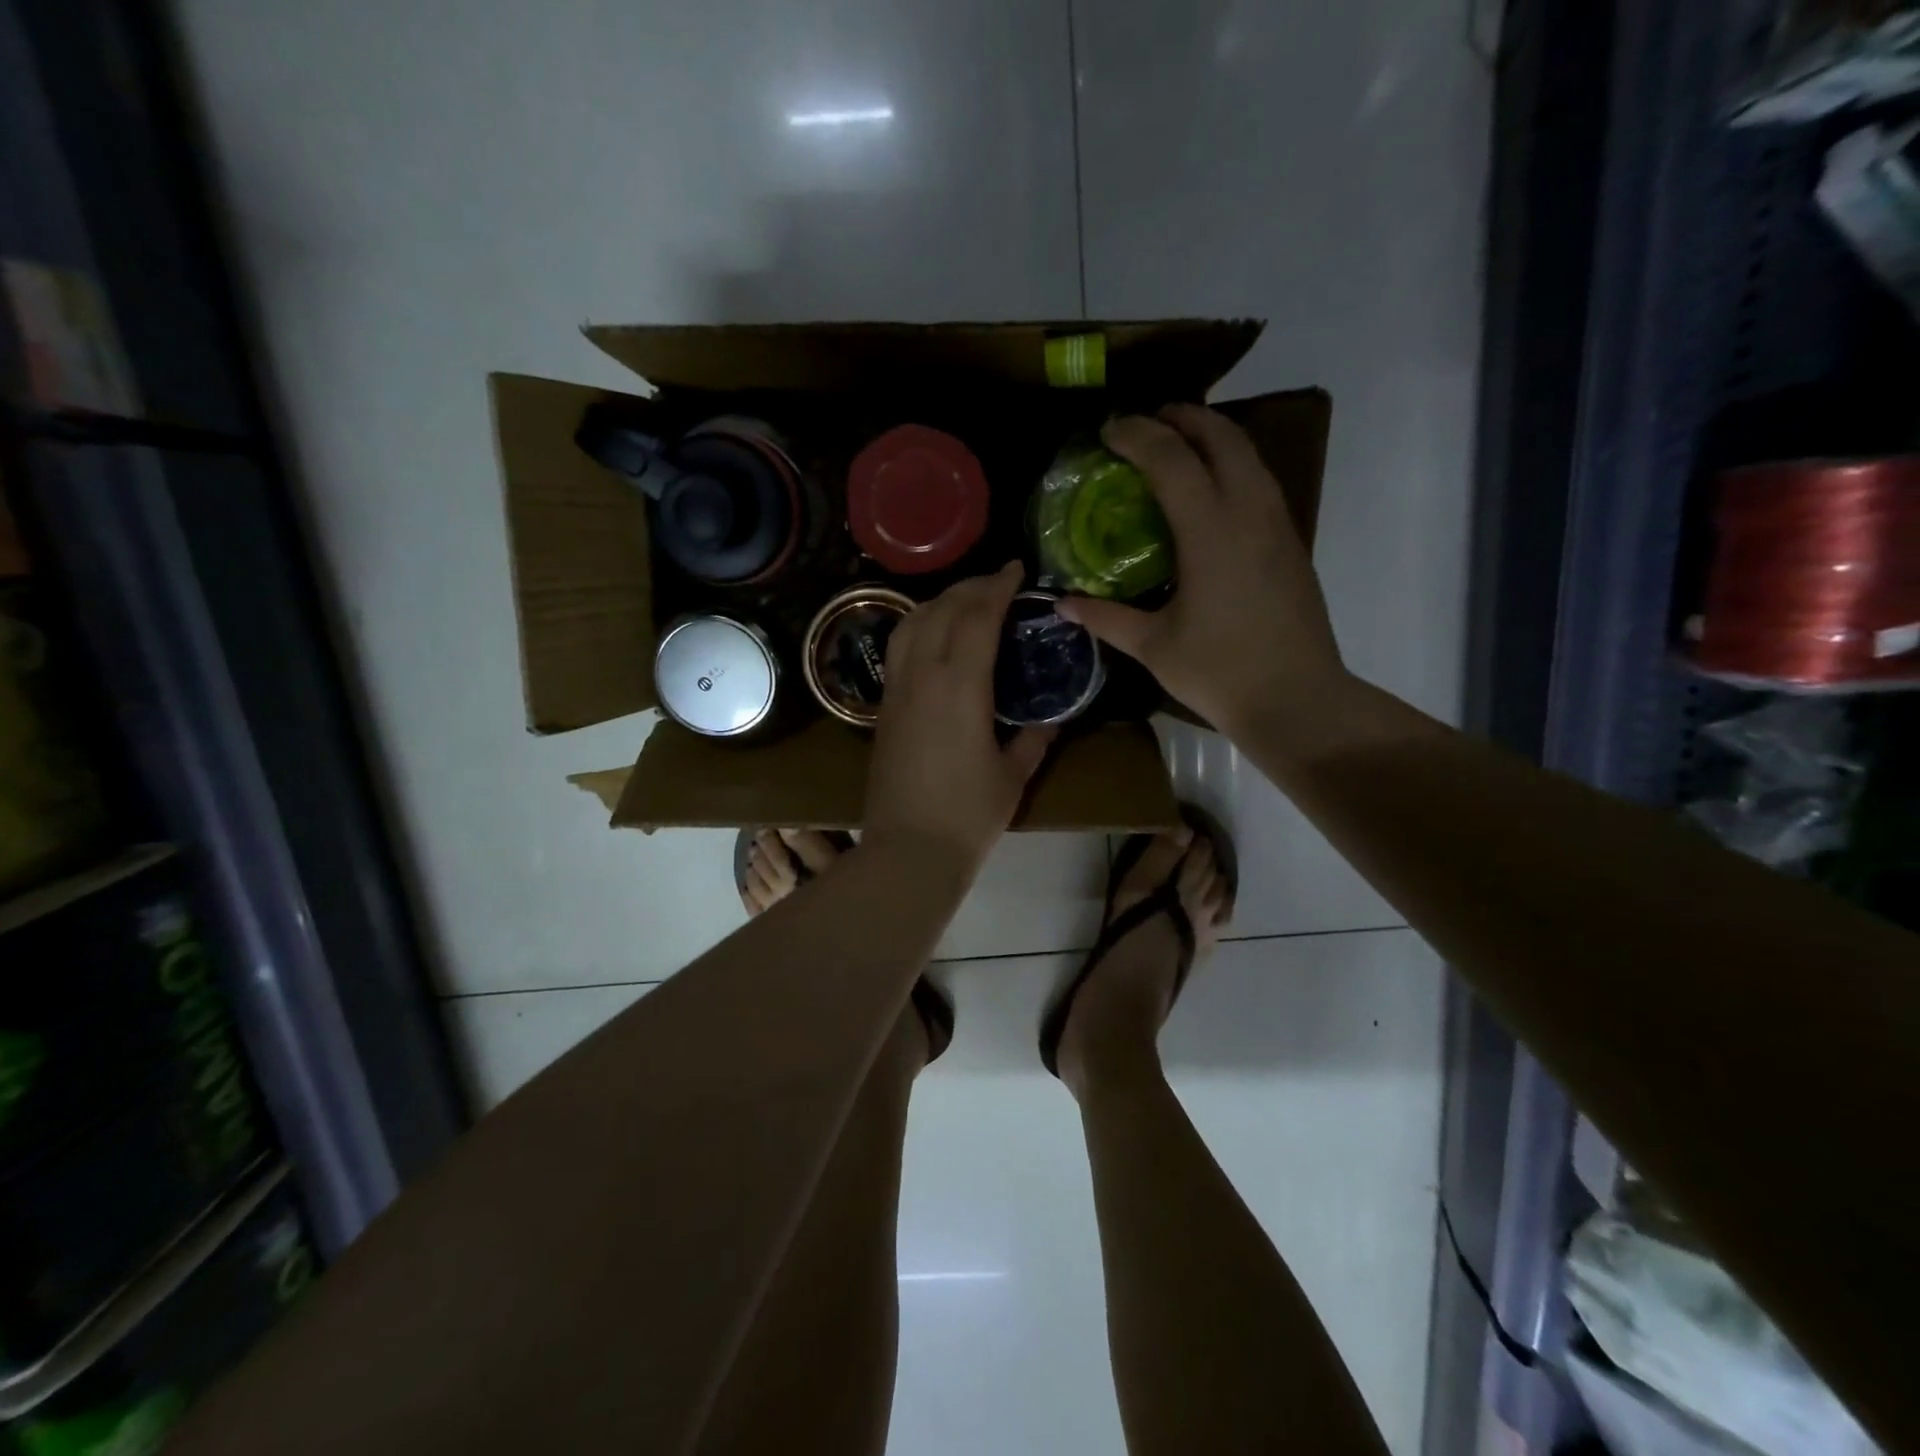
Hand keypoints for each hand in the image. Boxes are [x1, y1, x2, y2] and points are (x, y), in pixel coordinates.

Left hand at [864, 563, 1055, 873]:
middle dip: (970, 587)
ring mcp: (896, 690)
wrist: (908, 850)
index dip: (997, 587)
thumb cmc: (968, 815)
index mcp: (960, 686)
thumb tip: (1050, 719)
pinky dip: (918, 626)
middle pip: (941, 610)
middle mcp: (923, 676)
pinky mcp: (882, 708)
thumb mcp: (1013, 776)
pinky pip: (898, 649)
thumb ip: (1033, 740)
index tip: (1016, 569)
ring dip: (938, 602)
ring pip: (910, 623)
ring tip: (964, 601)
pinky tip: (934, 637)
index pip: (977, 617)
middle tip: (996, 582)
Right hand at [1058, 405, 1346, 738]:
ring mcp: (1278, 524)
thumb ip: (1106, 617)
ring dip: (1213, 437)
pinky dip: (1232, 466)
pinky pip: (1260, 481)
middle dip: (1183, 418)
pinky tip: (1210, 492)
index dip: (1138, 435)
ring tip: (1178, 445)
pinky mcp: (1291, 543)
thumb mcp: (1153, 646)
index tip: (1108, 430)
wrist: (1297, 699)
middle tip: (1147, 422)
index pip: (1172, 459)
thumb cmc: (1219, 672)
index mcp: (1211, 531)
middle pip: (1222, 437)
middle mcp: (1250, 513)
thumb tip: (1062, 602)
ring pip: (1249, 455)